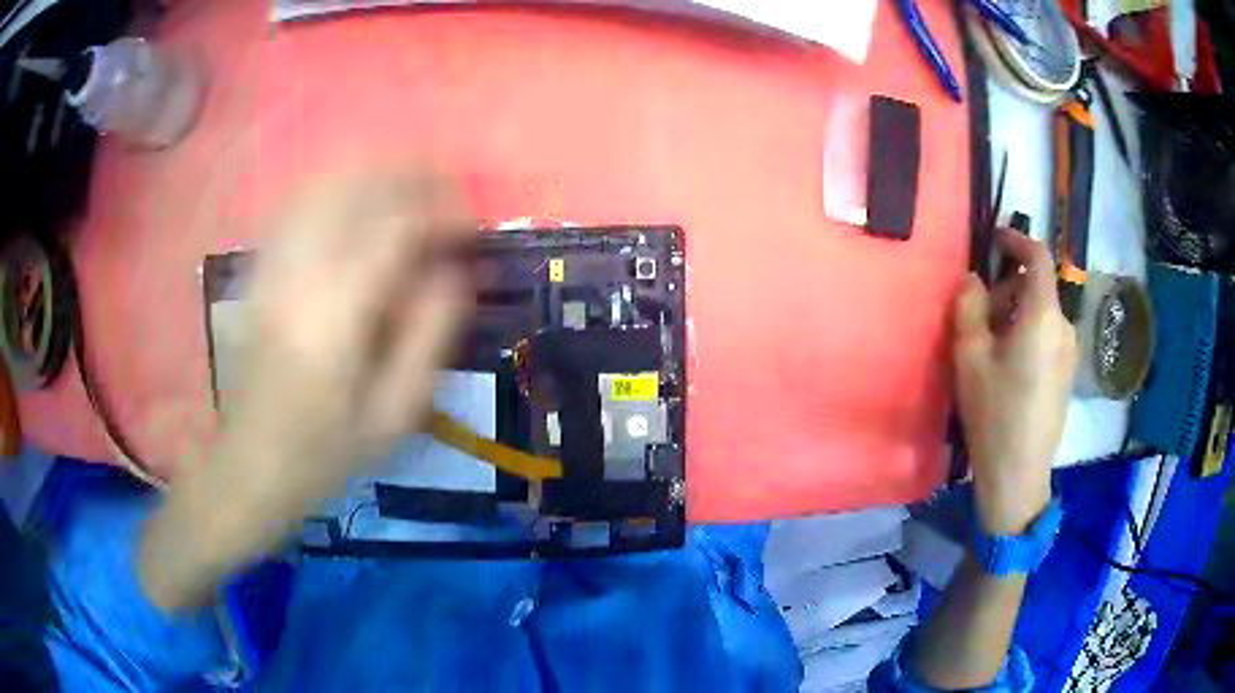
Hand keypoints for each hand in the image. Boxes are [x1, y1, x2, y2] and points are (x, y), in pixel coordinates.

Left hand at [231, 169, 473, 510]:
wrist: (251, 463)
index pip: (396, 226)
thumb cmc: (326, 450)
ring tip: (410, 189)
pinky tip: (357, 201)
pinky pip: (297, 203)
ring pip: (325, 184)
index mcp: (337, 313)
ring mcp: (273, 265)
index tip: (472, 228)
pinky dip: (335, 188)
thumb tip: (456, 274)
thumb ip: (429, 337)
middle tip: (447, 194)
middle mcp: (300, 273)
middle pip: (357, 185)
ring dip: (375, 174)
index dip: (443, 211)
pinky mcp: (260, 270)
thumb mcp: (394, 414)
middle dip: (412, 177)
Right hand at [952, 229, 1077, 534]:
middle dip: (1007, 288)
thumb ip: (968, 307)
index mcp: (1043, 315)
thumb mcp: (970, 357)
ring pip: (1042, 314)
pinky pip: (1047, 336)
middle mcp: (1064, 326)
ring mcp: (1069, 352)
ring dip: (1016, 314)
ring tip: (989, 348)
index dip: (1016, 239)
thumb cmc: (994, 414)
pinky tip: (1008, 369)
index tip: (994, 239)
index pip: (1037, 256)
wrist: (1019, 476)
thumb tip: (972, 279)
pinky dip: (1027, 334)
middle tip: (978, 314)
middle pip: (1037, 288)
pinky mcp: (1067, 374)